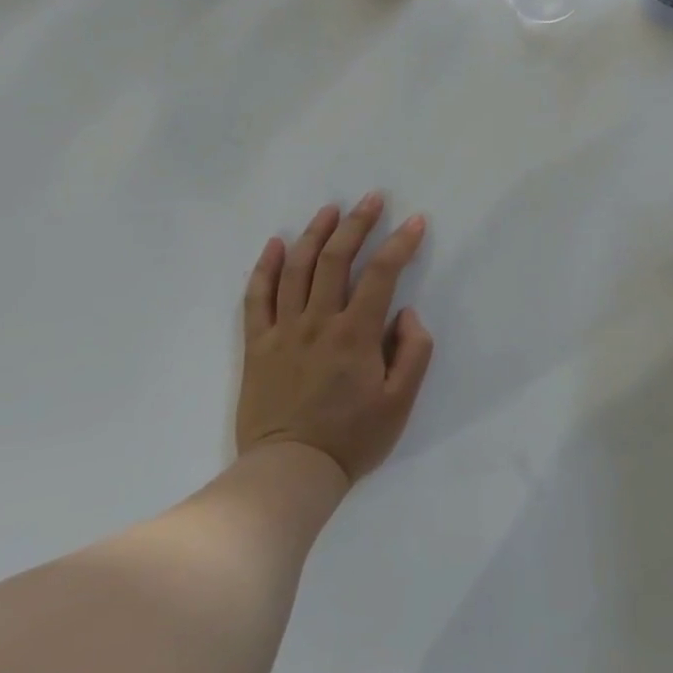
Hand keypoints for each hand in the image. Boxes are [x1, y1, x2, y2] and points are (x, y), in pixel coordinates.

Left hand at [237, 194, 434, 483]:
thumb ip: (413, 352)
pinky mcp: (257, 346)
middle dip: (357, 224)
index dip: (400, 243)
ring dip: (314, 234)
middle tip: (372, 198)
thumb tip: (406, 313)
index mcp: (355, 335)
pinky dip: (265, 267)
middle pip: (335, 259)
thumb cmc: (352, 439)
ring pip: (296, 270)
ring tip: (330, 210)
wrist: (289, 473)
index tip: (415, 221)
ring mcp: (283, 331)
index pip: (381, 274)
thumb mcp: (400, 402)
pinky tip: (275, 244)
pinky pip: (256, 298)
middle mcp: (318, 323)